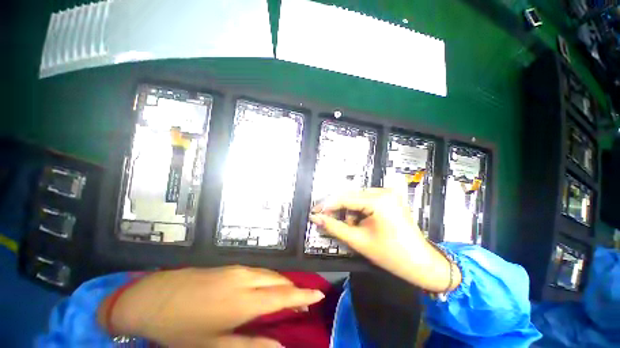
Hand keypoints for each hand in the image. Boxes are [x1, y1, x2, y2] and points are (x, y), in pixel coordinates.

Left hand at [97, 266, 324, 346]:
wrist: (154, 297)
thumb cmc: (182, 327)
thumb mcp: (214, 345)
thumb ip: (250, 345)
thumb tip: (280, 347)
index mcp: (243, 301)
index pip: (283, 296)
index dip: (303, 296)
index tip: (319, 295)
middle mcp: (245, 279)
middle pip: (278, 281)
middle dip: (294, 290)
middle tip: (303, 302)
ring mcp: (237, 269)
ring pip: (268, 274)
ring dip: (281, 284)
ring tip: (288, 296)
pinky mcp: (230, 266)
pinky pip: (257, 271)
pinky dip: (268, 279)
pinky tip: (265, 288)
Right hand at [309, 189, 460, 291]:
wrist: (421, 264)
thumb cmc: (391, 255)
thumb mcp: (359, 241)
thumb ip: (334, 227)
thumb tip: (316, 218)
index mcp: (379, 201)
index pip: (345, 199)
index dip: (327, 205)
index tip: (314, 212)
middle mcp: (384, 191)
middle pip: (351, 196)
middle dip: (338, 209)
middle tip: (326, 219)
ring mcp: (389, 193)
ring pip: (358, 197)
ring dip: (349, 211)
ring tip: (352, 227)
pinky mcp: (390, 198)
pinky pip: (367, 199)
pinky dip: (359, 210)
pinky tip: (361, 222)